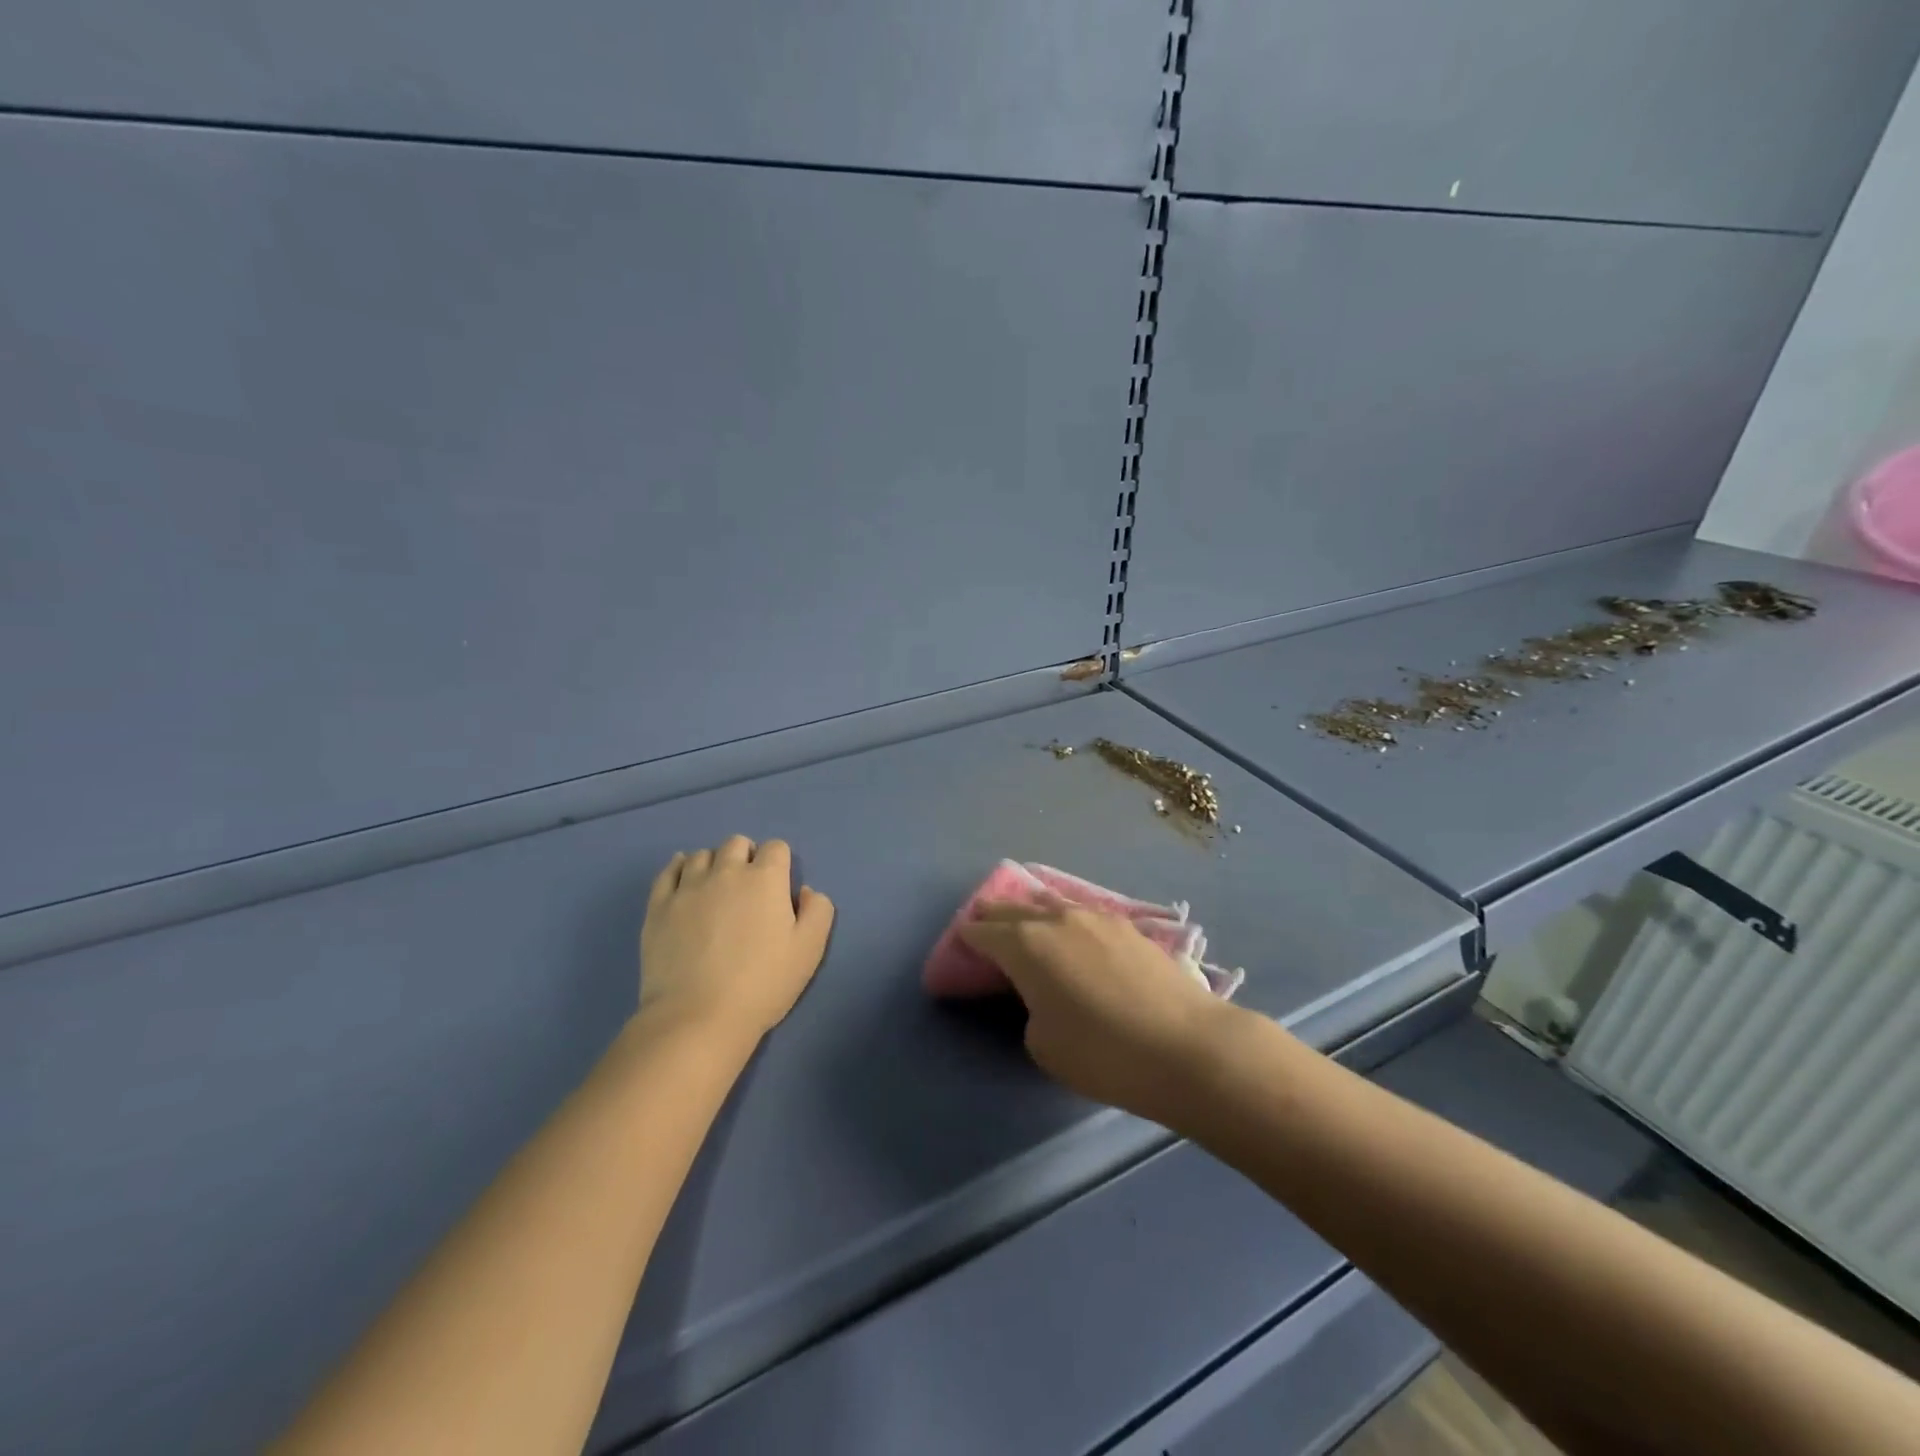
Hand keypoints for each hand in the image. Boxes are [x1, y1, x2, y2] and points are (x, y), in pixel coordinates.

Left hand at [637, 837, 834, 1044]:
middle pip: (737, 844)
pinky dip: (679, 868)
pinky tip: (684, 881)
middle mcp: (726, 872)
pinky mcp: (659, 906)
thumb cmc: (762, 984)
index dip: (780, 864)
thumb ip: (818, 910)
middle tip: (749, 889)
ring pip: (702, 854)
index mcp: (765, 879)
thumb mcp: (810, 950)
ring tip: (716, 890)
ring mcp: (688, 887)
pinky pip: (669, 871)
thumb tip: (805, 891)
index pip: (776, 848)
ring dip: (714, 864)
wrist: (698, 1017)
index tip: (778, 889)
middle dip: (747, 857)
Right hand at [958, 900, 1236, 1123]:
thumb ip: (1031, 1009)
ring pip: (1051, 902)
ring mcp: (1095, 917)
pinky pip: (1082, 913)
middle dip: (994, 915)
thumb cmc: (1102, 1053)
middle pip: (1014, 908)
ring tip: (1026, 919)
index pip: (984, 932)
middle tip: (984, 924)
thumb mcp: (1043, 1043)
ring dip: (1032, 910)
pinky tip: (1072, 929)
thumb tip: (1045, 994)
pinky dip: (1066, 918)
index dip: (968, 938)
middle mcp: (1056, 919)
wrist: (1184, 1046)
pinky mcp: (1128, 926)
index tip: (961, 945)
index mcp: (1025, 944)